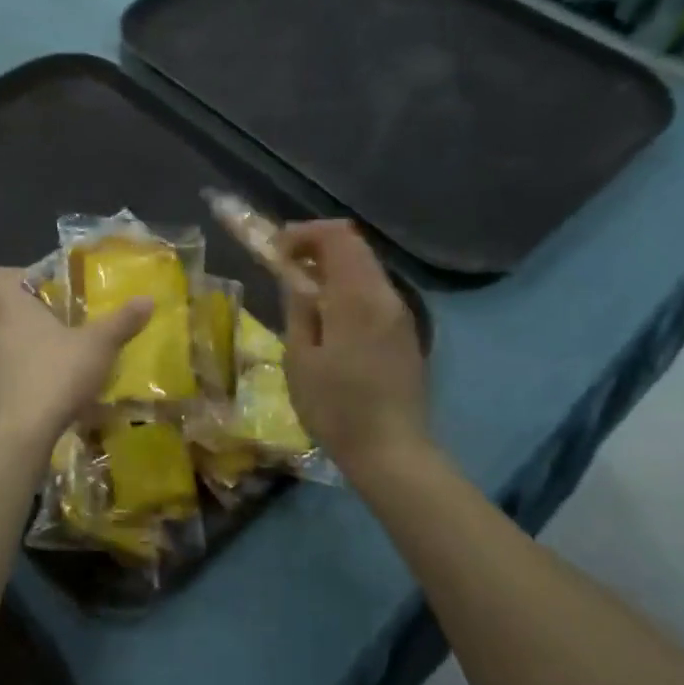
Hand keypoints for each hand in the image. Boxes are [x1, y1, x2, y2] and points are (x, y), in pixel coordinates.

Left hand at [0, 267, 151, 448]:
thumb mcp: (98, 346)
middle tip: (72, 323)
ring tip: (71, 360)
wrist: (20, 436)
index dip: (18, 275)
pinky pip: (14, 376)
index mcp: (11, 309)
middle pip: (9, 313)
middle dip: (39, 317)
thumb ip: (121, 322)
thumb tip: (147, 299)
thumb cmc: (55, 375)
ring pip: (11, 346)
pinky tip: (61, 392)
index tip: (46, 286)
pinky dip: (33, 378)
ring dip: (37, 350)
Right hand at [276, 220, 428, 473]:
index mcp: (359, 297)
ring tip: (303, 291)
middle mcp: (386, 296)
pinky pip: (376, 294)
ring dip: (334, 268)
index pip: (338, 236)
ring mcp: (401, 315)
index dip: (305, 233)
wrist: (391, 450)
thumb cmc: (336, 408)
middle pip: (355, 247)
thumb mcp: (301, 358)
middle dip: (318, 246)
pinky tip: (330, 317)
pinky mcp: (406, 334)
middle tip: (286, 265)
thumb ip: (299, 308)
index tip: (277, 250)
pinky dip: (349, 289)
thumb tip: (296, 276)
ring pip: (367, 270)